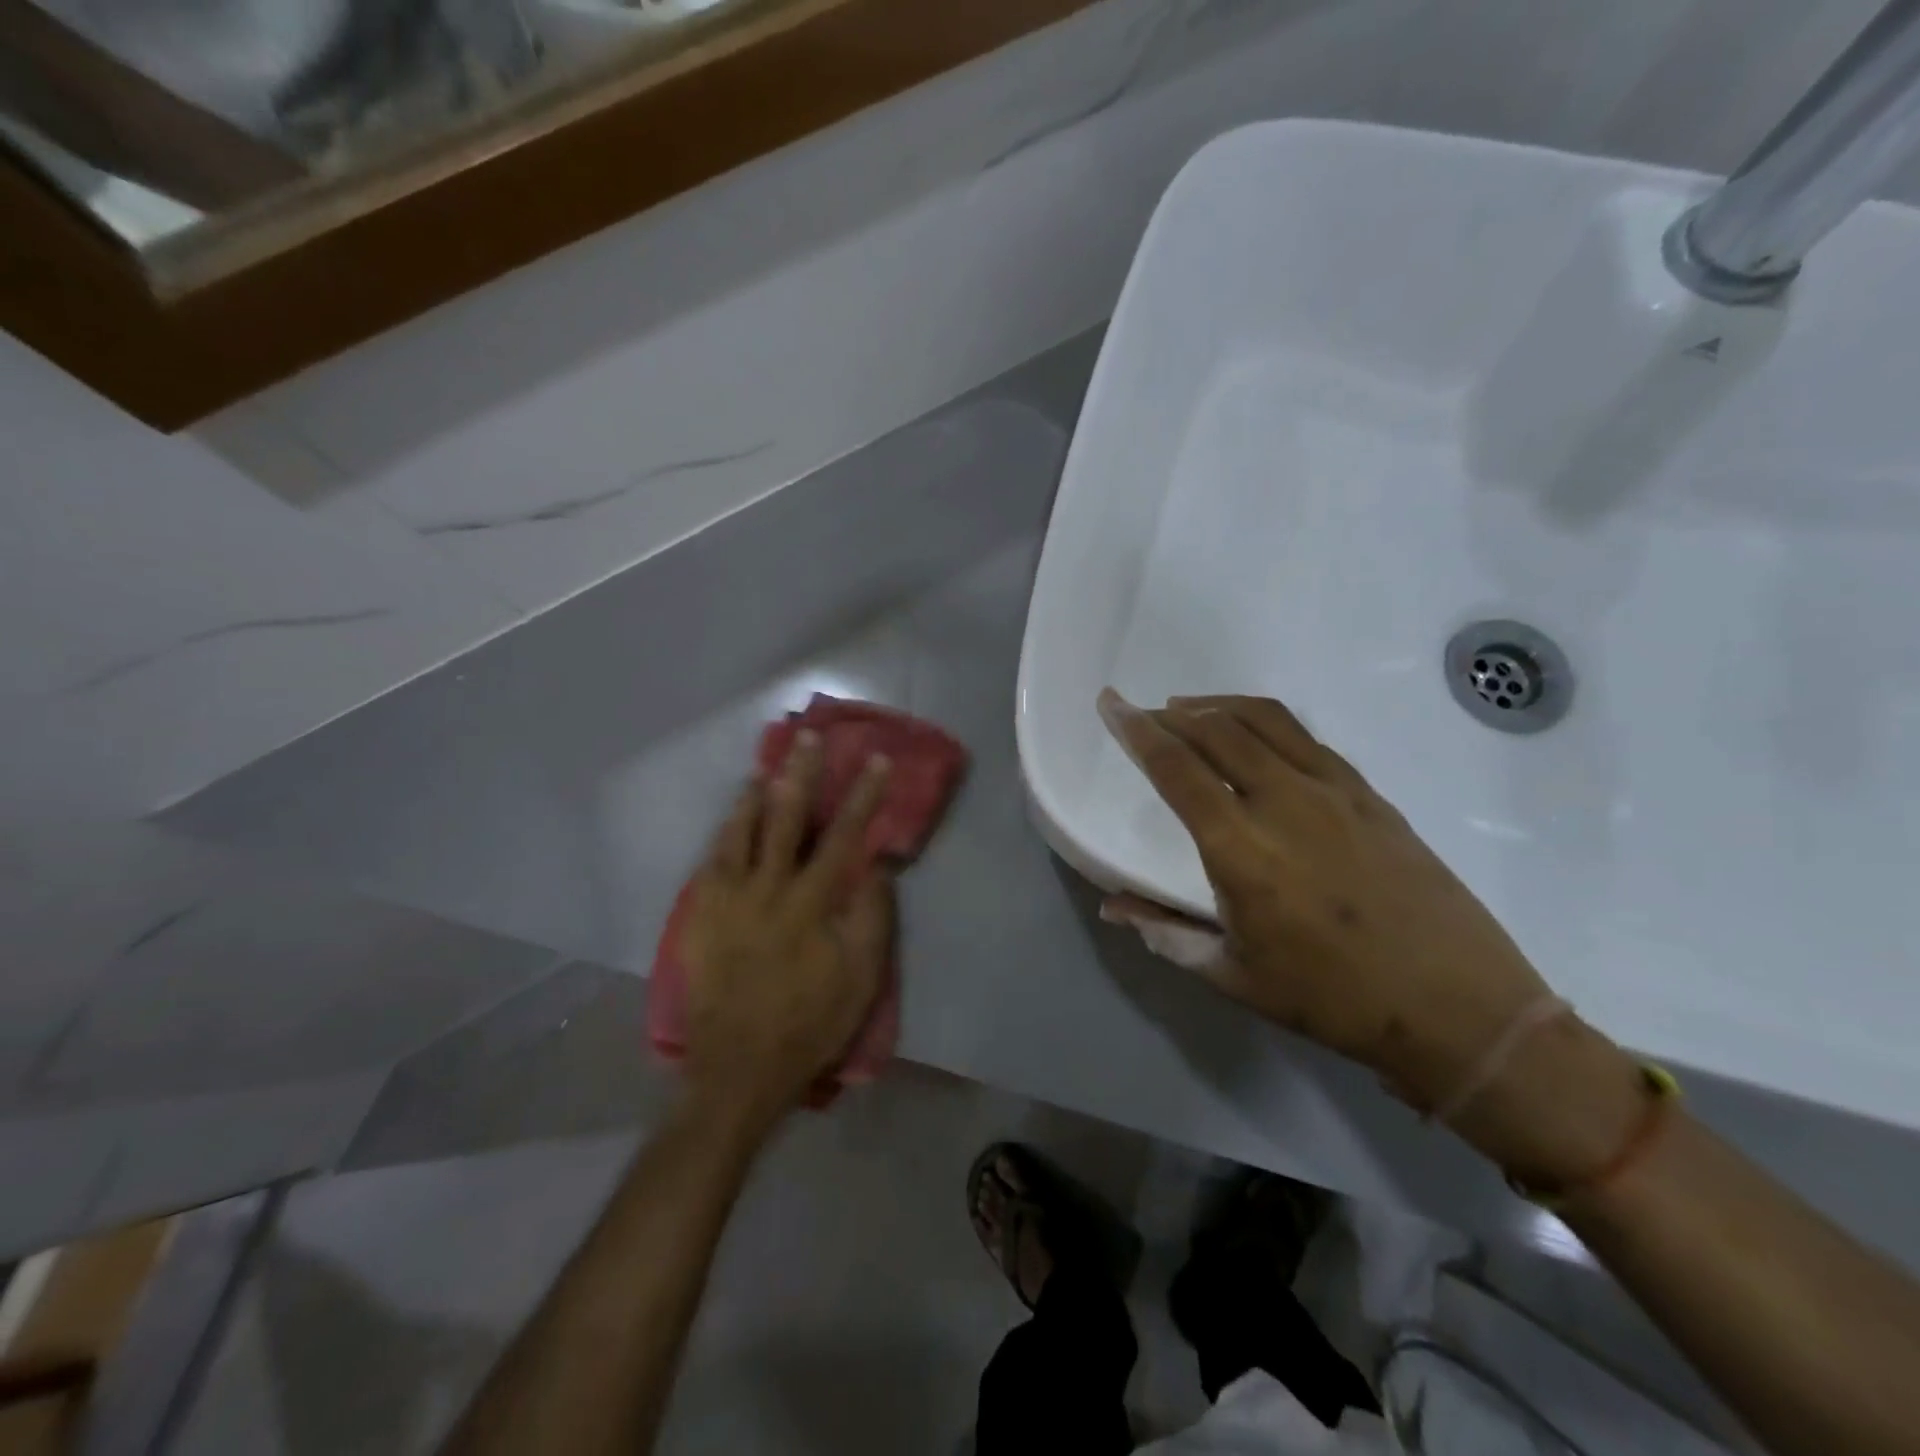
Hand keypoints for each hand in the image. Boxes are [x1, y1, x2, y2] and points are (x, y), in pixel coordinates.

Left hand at [678, 731, 894, 1123]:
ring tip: (765, 768)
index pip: (843, 836)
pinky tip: (730, 822)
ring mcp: (727, 901)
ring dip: (755, 796)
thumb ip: (871, 916)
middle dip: (800, 774)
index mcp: (810, 903)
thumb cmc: (811, 1024)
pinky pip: (711, 861)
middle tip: (806, 738)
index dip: (862, 796)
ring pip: (740, 832)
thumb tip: (877, 865)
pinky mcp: (701, 917)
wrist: (739, 1069)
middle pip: (786, 819)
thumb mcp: (861, 978)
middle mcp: (766, 889)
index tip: (877, 761)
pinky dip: (724, 834)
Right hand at [1095, 689, 1620, 1137]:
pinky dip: (1265, 722)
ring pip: (1263, 721)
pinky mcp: (1370, 794)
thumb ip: (1167, 933)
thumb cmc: (1334, 999)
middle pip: (1216, 731)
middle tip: (1145, 712)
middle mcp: (1284, 803)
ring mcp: (1334, 792)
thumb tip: (1112, 905)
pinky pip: (1304, 738)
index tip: (1112, 704)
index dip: (1137, 731)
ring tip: (1189, 710)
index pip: (1175, 769)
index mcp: (1241, 850)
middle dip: (1170, 714)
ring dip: (1217, 707)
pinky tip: (1254, 737)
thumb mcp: (1235, 976)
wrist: (1460, 1008)